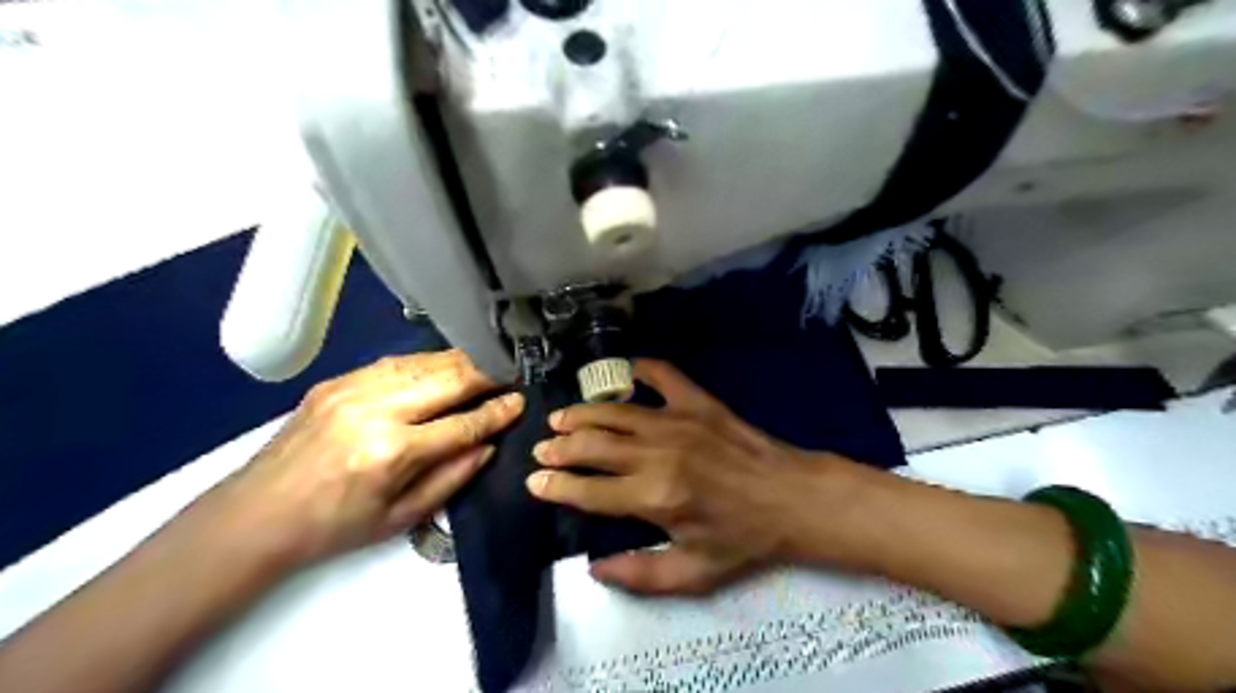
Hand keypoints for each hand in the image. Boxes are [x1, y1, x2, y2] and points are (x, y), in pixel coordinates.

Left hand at [212, 351, 519, 568]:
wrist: (255, 514)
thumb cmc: (333, 527)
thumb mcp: (401, 518)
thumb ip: (451, 478)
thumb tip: (488, 444)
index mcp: (392, 452)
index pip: (463, 423)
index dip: (497, 412)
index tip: (520, 401)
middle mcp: (375, 410)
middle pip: (448, 379)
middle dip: (486, 374)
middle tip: (510, 374)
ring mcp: (352, 389)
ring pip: (424, 363)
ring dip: (460, 362)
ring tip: (485, 366)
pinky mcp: (336, 381)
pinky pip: (395, 362)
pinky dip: (427, 363)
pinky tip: (442, 366)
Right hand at [525, 361, 834, 593]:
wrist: (793, 497)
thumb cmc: (743, 538)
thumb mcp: (695, 574)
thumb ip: (640, 576)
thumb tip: (593, 570)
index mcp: (654, 499)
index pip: (589, 491)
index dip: (556, 486)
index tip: (534, 481)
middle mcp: (658, 454)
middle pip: (593, 446)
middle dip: (560, 447)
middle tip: (541, 448)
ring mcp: (678, 421)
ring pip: (614, 412)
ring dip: (582, 414)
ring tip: (561, 417)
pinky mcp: (698, 402)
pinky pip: (661, 374)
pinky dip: (638, 368)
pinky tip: (621, 370)